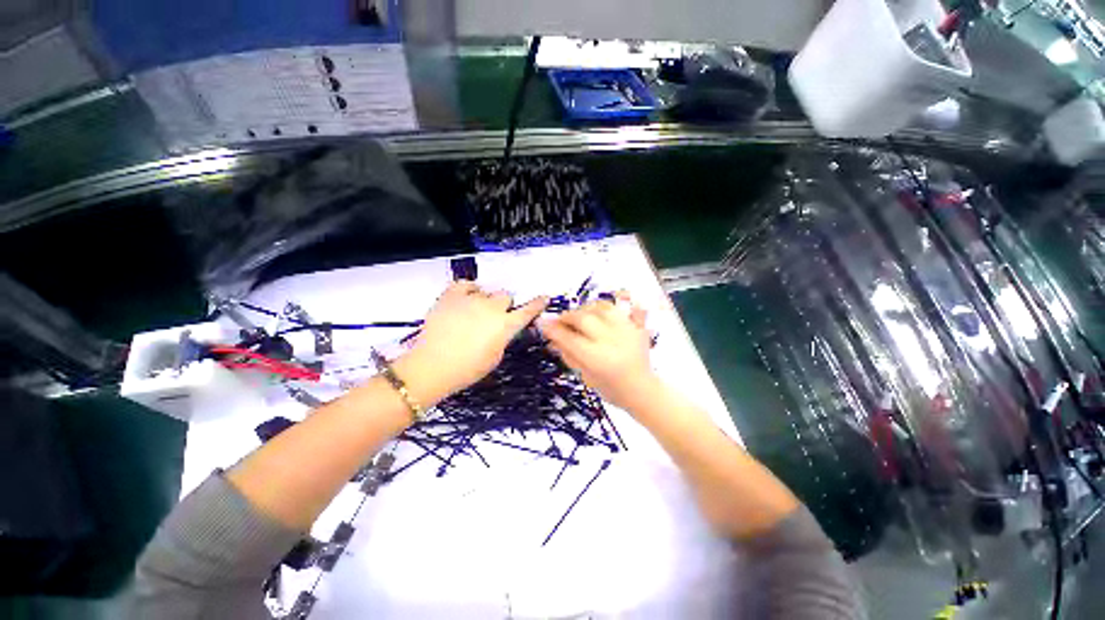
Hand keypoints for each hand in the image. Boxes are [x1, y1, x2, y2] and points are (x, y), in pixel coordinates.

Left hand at [396, 282, 547, 404]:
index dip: (537, 304)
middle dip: (503, 306)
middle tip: (493, 318)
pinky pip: (465, 284)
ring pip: (487, 291)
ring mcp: (471, 299)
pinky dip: (469, 289)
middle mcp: (492, 308)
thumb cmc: (467, 369)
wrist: (432, 367)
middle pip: (506, 296)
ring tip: (474, 312)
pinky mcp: (452, 296)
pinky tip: (466, 297)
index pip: (528, 310)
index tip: (543, 298)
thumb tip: (501, 329)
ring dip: (485, 300)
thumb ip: (503, 338)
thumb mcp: (495, 357)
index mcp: (505, 325)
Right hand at [537, 291, 657, 411]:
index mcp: (597, 359)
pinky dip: (614, 303)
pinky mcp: (638, 327)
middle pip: (584, 318)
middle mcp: (612, 341)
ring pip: (602, 307)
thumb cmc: (610, 389)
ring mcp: (627, 331)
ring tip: (580, 315)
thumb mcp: (584, 376)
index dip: (553, 329)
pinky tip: (604, 310)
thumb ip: (568, 353)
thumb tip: (551, 336)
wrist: (642, 390)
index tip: (543, 324)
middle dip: (568, 316)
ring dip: (587, 308)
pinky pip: (626, 306)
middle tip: (561, 321)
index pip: (569, 338)